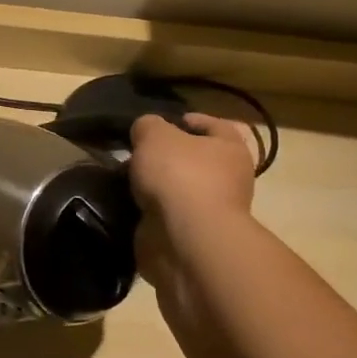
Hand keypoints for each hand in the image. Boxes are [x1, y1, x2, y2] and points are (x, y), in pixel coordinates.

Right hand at [128, 114, 257, 284]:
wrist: (185, 237)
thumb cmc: (179, 175)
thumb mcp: (155, 135)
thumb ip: (148, 125)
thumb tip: (146, 130)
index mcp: (230, 149)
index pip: (217, 126)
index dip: (191, 120)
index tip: (164, 122)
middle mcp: (229, 179)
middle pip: (196, 159)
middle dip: (167, 155)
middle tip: (137, 152)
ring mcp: (211, 210)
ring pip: (180, 188)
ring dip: (156, 184)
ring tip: (126, 179)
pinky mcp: (191, 235)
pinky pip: (168, 214)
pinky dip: (150, 209)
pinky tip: (129, 202)